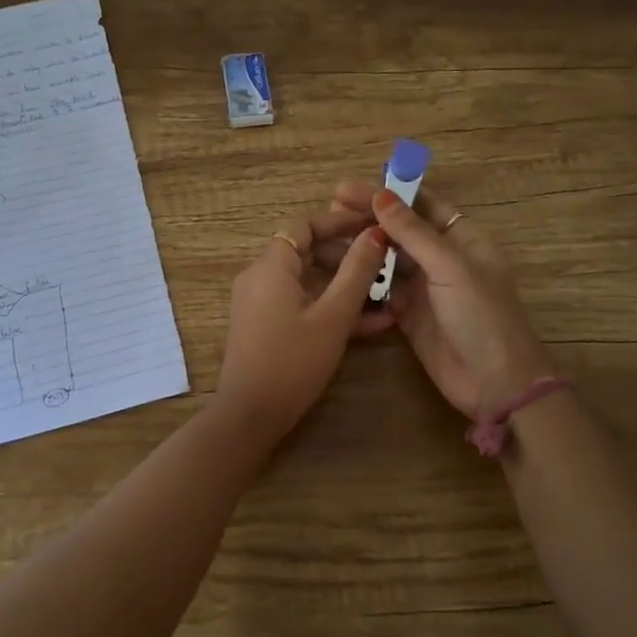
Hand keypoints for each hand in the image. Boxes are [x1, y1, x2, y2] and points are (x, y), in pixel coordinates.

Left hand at [212, 205, 393, 440]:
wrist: (251, 415)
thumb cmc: (293, 360)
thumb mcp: (333, 316)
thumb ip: (357, 272)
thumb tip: (375, 234)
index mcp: (271, 266)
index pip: (304, 225)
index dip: (339, 221)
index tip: (372, 224)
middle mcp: (260, 277)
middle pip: (306, 250)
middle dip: (346, 254)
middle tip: (383, 260)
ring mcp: (260, 303)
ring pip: (307, 280)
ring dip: (344, 284)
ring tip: (384, 292)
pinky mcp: (265, 326)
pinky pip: (300, 303)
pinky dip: (329, 306)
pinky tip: (369, 322)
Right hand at [331, 178, 552, 417]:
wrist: (496, 385)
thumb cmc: (482, 317)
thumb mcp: (450, 268)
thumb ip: (414, 232)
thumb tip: (381, 195)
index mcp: (462, 240)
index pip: (422, 204)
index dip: (389, 193)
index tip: (350, 189)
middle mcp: (442, 259)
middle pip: (401, 230)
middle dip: (368, 218)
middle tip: (330, 210)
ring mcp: (424, 288)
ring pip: (387, 260)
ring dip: (360, 248)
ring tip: (325, 240)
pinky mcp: (408, 315)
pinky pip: (381, 291)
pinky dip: (361, 281)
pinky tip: (335, 273)